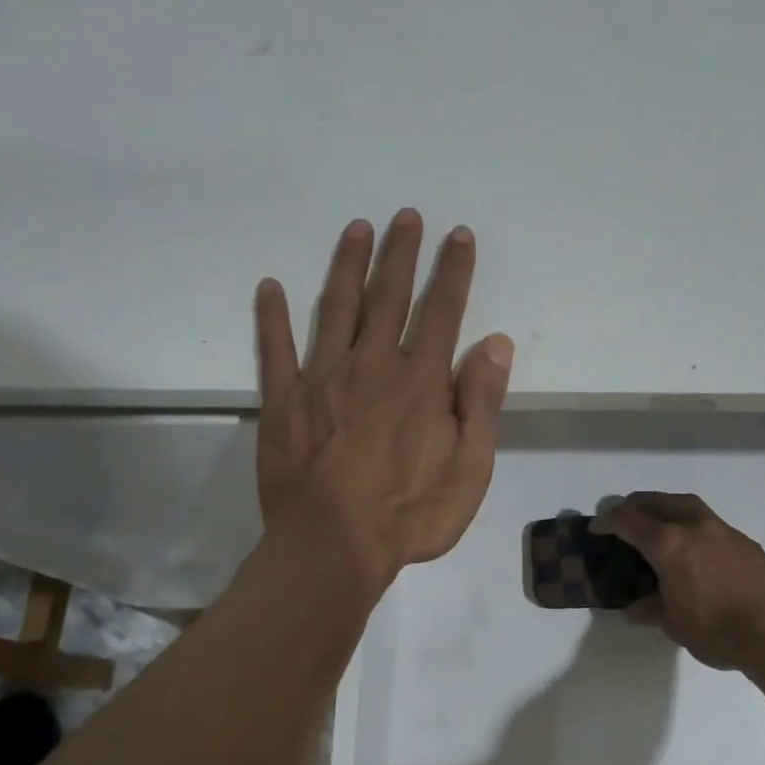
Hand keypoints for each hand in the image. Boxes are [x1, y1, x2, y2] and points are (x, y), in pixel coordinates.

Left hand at [255, 210, 514, 591]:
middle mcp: (371, 365)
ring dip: (347, 265)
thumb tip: (495, 343)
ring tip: (356, 229)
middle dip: (401, 253)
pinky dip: (271, 317)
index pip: (442, 311)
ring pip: (335, 308)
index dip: (453, 271)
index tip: (458, 235)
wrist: (332, 548)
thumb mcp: (469, 470)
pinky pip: (275, 349)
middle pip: (388, 296)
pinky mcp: (282, 401)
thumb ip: (481, 403)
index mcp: (420, 381)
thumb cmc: (410, 514)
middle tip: (405, 216)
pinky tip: (269, 286)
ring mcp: (321, 378)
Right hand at [598, 492, 764, 672]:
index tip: (597, 527)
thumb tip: (634, 608)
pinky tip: (692, 547)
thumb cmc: (718, 629)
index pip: (628, 520)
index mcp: (668, 543)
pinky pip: (707, 521)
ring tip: (657, 526)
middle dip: (636, 506)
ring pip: (686, 505)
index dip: (608, 521)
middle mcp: (693, 526)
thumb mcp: (674, 624)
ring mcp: (722, 530)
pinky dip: (690, 525)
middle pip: (657, 501)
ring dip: (665, 509)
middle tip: (624, 519)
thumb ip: (651, 609)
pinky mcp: (744, 541)